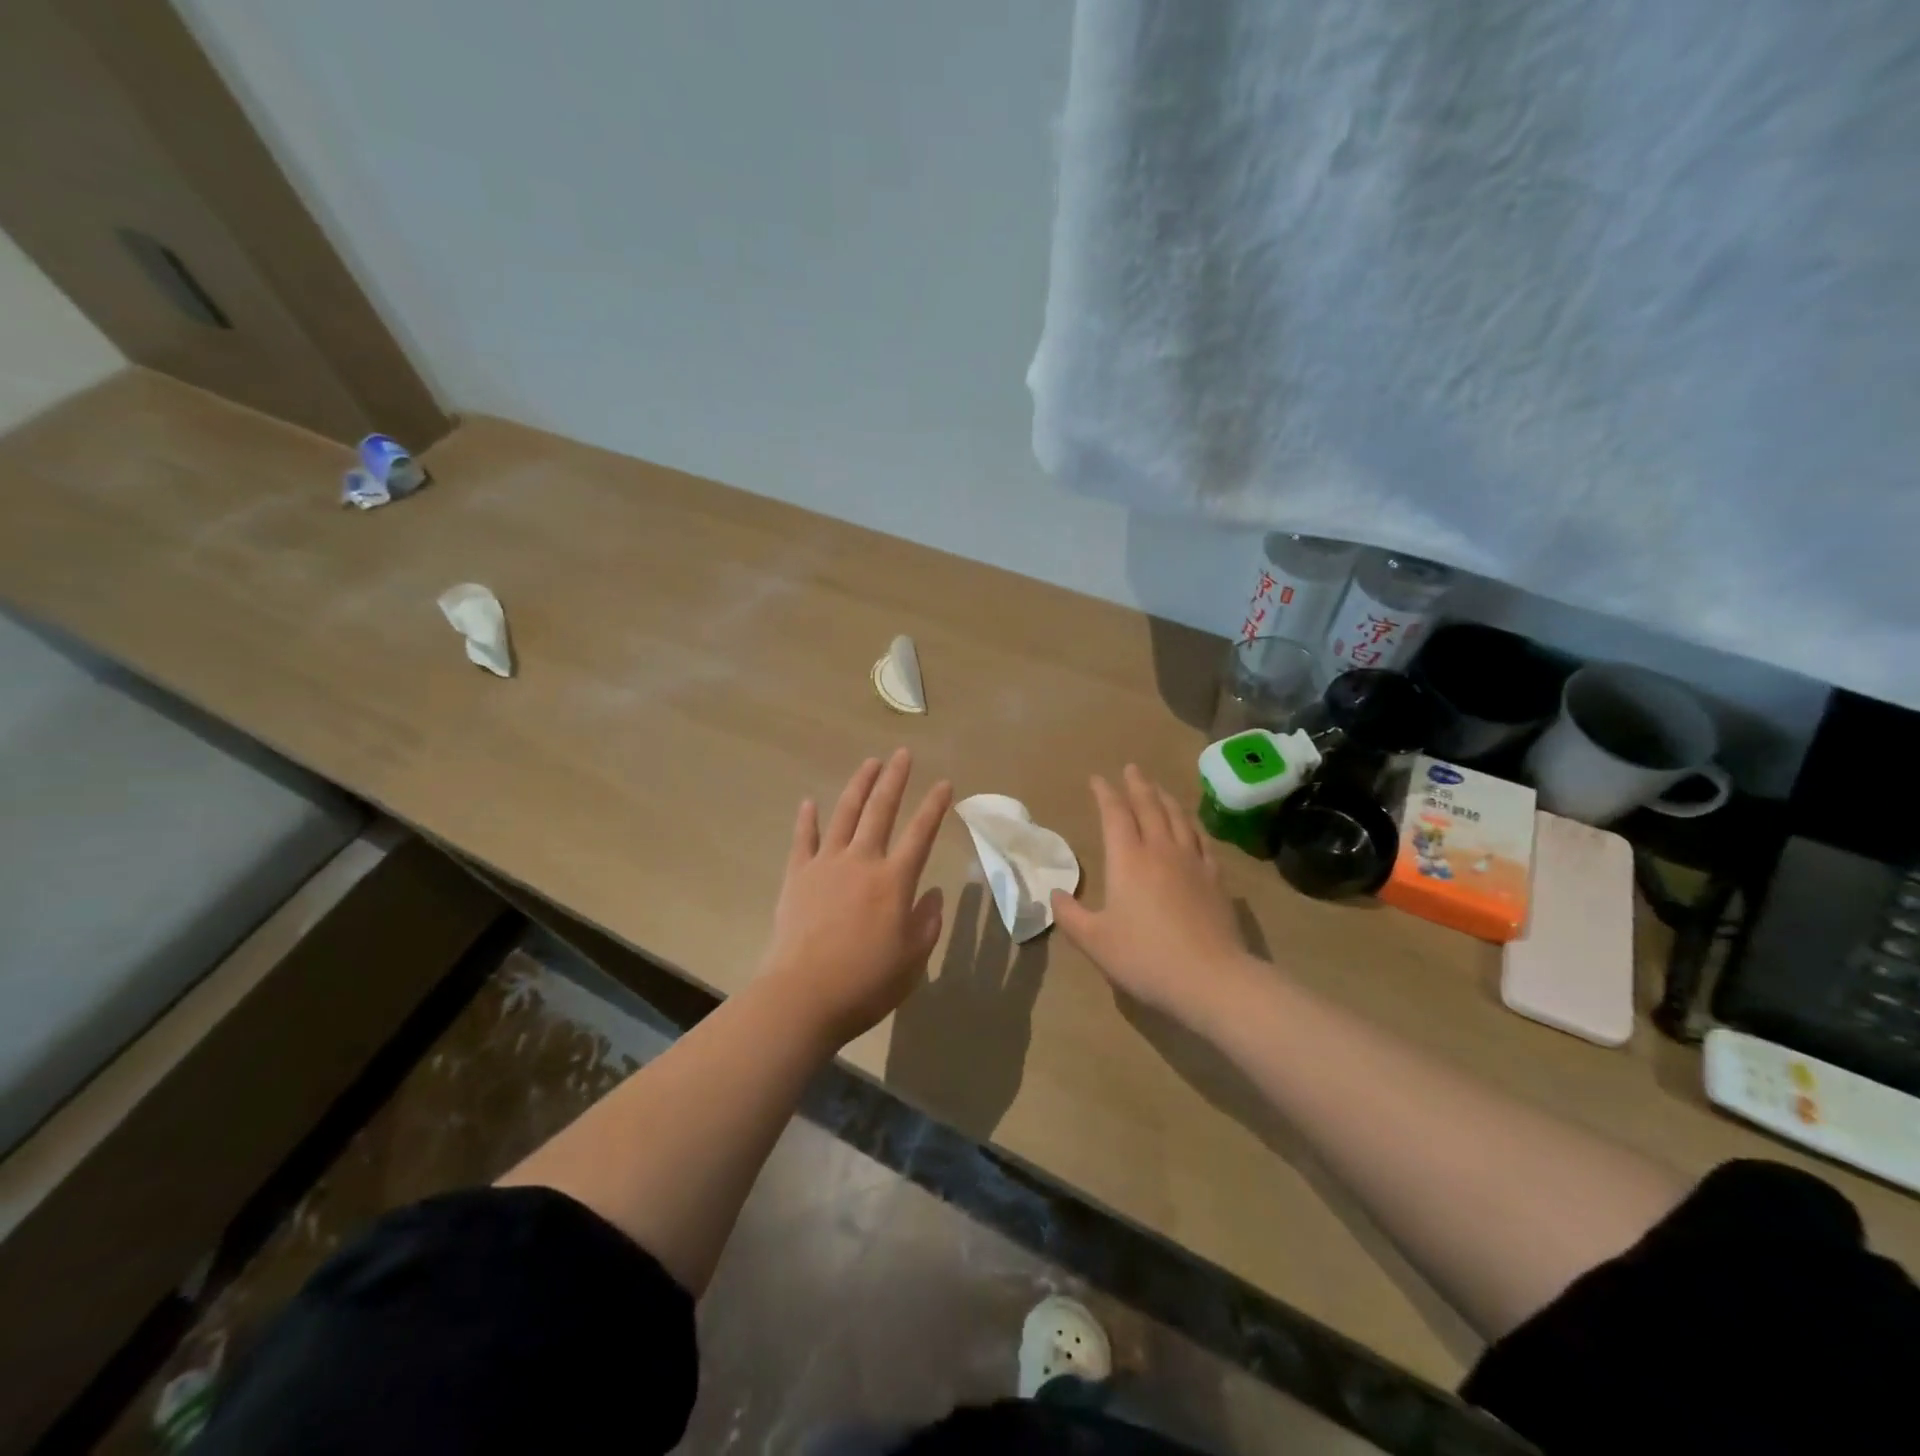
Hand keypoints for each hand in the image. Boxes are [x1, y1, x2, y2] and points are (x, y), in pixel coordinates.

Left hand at [761, 750, 951, 1047]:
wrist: (804, 996)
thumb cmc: (867, 982)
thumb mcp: (913, 959)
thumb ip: (927, 922)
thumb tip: (932, 894)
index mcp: (895, 880)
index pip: (921, 833)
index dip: (935, 806)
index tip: (945, 784)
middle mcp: (862, 861)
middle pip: (880, 810)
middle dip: (894, 779)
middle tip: (902, 754)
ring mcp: (826, 865)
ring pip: (844, 815)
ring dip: (858, 786)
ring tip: (869, 763)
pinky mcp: (797, 877)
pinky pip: (803, 840)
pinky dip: (807, 820)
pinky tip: (809, 802)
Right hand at [1050, 765, 1259, 1027]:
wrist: (1211, 978)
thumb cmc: (1145, 957)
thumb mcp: (1094, 941)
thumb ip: (1070, 915)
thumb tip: (1055, 894)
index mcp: (1127, 860)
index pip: (1114, 814)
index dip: (1104, 793)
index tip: (1097, 779)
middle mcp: (1160, 850)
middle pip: (1149, 806)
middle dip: (1137, 785)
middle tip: (1131, 768)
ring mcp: (1192, 862)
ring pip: (1178, 818)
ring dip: (1165, 798)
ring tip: (1158, 789)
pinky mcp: (1216, 879)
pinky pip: (1202, 840)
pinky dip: (1192, 825)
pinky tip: (1191, 827)